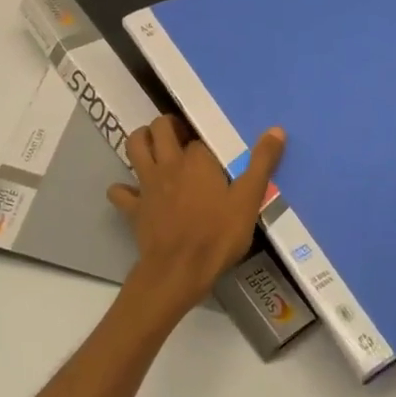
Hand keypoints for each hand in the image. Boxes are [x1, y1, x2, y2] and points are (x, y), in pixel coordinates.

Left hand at [107, 115, 285, 326]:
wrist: (180, 270)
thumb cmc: (218, 234)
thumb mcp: (249, 199)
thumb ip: (261, 163)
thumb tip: (276, 129)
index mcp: (197, 159)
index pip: (198, 136)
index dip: (204, 141)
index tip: (214, 151)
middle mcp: (168, 163)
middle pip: (159, 128)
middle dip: (167, 126)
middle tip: (181, 136)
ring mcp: (147, 184)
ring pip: (134, 146)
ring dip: (141, 140)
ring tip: (155, 148)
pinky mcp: (133, 208)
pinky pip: (119, 192)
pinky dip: (123, 189)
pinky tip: (133, 193)